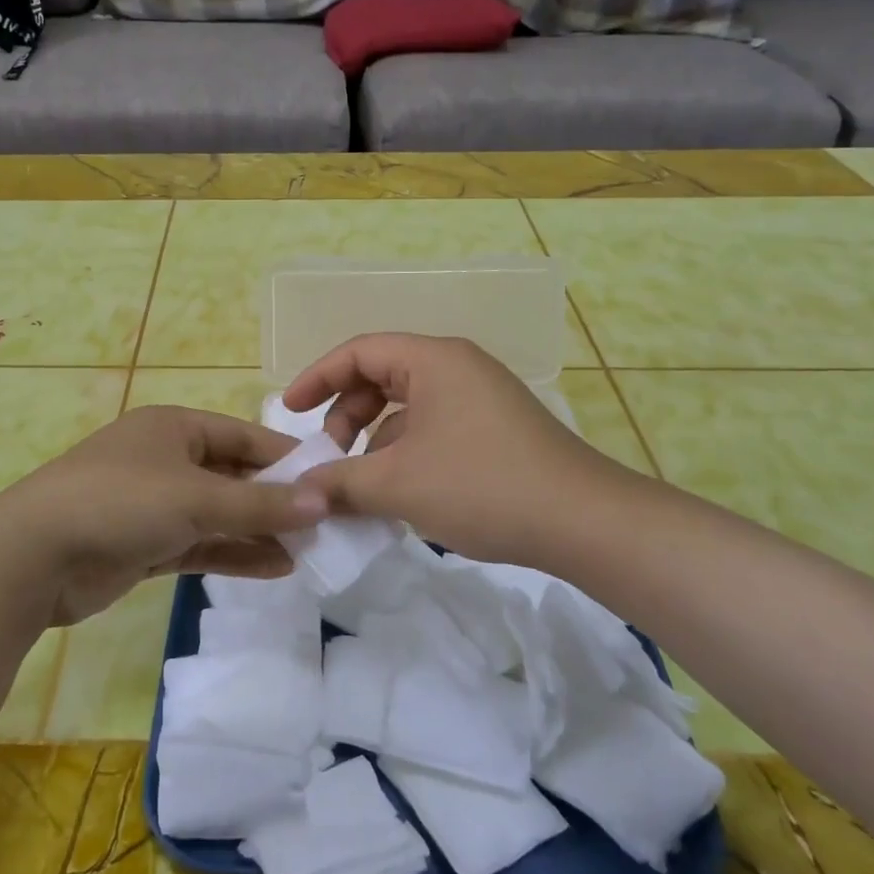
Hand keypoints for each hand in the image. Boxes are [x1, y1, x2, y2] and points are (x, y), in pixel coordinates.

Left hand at [0, 405, 328, 625]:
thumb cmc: (120, 503)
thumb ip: (260, 505)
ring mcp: (154, 505)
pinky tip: (276, 568)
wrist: (32, 557)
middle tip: (326, 524)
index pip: (244, 437)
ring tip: (309, 551)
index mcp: (174, 428)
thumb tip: (323, 502)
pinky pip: (201, 545)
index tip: (331, 482)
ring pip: (219, 515)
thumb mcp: (196, 498)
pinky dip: (234, 554)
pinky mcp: (145, 545)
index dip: (287, 460)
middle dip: (276, 501)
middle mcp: (166, 460)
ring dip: (259, 531)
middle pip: (234, 477)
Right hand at [282, 334, 630, 567]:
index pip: (359, 351)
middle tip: (328, 456)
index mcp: (433, 361)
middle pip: (381, 377)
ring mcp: (479, 399)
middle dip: (345, 415)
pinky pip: (431, 430)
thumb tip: (300, 490)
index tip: (289, 410)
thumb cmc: (483, 486)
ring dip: (373, 442)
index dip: (317, 377)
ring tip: (359, 486)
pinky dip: (404, 455)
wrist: (584, 522)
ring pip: (406, 409)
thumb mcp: (398, 484)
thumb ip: (340, 481)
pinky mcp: (493, 430)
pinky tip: (397, 494)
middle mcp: (457, 369)